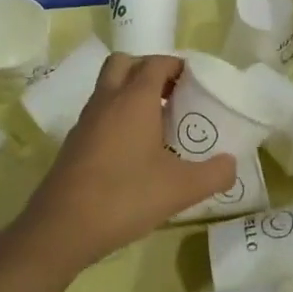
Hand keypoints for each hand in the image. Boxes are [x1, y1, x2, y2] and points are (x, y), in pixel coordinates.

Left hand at [19, 54, 236, 269]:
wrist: (61, 228)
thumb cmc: (125, 197)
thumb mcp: (181, 189)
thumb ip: (214, 174)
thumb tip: (231, 164)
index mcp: (134, 100)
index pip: (156, 63)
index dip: (178, 65)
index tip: (197, 82)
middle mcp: (107, 101)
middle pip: (125, 64)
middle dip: (149, 70)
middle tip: (174, 94)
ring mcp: (86, 121)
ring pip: (108, 88)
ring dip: (131, 93)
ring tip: (159, 122)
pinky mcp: (74, 143)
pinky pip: (99, 113)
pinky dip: (117, 117)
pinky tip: (134, 150)